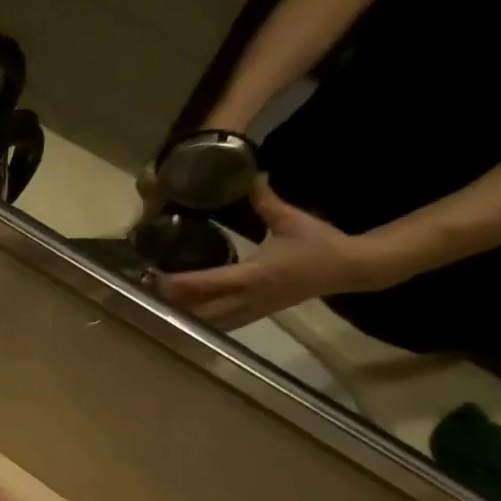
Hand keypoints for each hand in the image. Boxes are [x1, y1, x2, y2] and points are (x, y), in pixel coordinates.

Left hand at [163, 179, 382, 329]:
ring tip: (161, 307)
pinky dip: (204, 323)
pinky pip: (225, 325)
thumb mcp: (291, 219)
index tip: (158, 279)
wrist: (350, 268)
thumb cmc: (320, 242)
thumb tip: (251, 175)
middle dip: (177, 305)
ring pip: (212, 322)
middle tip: (150, 294)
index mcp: (256, 273)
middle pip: (204, 310)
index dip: (183, 284)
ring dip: (187, 317)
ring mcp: (254, 309)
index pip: (211, 282)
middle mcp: (250, 296)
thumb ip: (266, 201)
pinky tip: (187, 317)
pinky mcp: (259, 314)